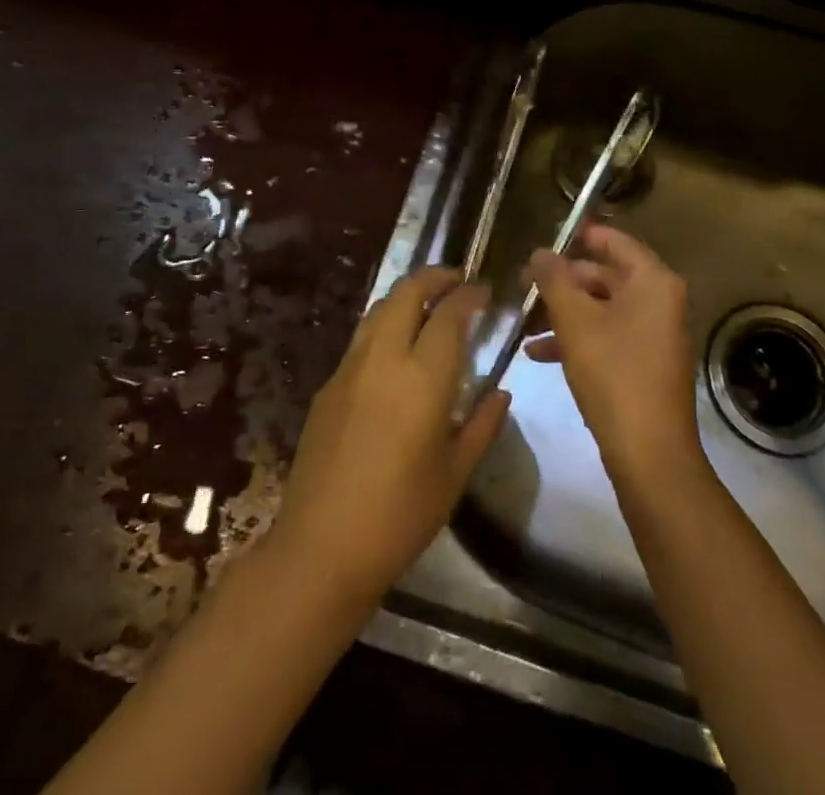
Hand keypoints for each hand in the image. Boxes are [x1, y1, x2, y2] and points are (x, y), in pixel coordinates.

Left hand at [270, 267, 508, 603]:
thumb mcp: (455, 473)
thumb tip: (502, 393)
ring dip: (406, 296)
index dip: (469, 295)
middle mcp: (384, 358)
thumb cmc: (400, 514)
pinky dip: (385, 324)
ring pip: (379, 309)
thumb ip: (483, 425)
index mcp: (423, 377)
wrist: (322, 546)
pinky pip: (362, 337)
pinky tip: (396, 348)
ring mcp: (350, 368)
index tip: (484, 290)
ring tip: (428, 304)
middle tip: (456, 280)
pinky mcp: (328, 385)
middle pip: (406, 293)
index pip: (449, 314)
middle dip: (433, 277)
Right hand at [526, 224, 701, 484]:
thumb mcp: (575, 321)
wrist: (649, 454)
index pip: (614, 241)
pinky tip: (538, 354)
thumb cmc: (613, 374)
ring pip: (602, 309)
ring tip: (524, 323)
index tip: (544, 241)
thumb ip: (554, 280)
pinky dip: (577, 339)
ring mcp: (654, 335)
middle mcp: (660, 301)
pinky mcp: (644, 364)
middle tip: (523, 287)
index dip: (578, 237)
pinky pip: (607, 336)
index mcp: (653, 281)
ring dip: (563, 313)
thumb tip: (540, 252)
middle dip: (562, 283)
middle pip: (605, 276)